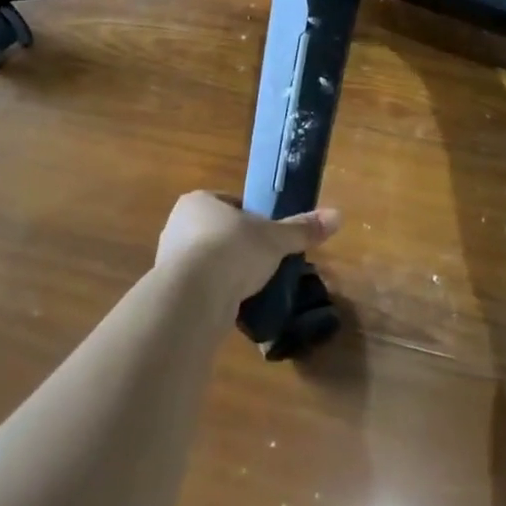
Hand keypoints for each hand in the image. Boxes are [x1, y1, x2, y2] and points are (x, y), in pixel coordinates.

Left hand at [156, 191, 340, 304]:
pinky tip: (232, 304)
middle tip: (264, 263)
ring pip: (207, 260)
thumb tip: (337, 215)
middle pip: (217, 232)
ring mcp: (168, 258)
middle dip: (239, 247)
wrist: (193, 296)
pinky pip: (199, 286)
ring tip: (250, 287)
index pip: (230, 204)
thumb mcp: (275, 239)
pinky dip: (215, 293)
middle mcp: (177, 224)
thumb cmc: (233, 250)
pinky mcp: (169, 289)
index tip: (269, 236)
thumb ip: (302, 229)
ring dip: (226, 271)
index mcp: (198, 201)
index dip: (251, 218)